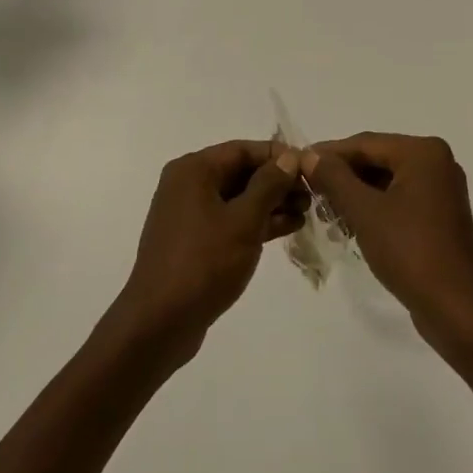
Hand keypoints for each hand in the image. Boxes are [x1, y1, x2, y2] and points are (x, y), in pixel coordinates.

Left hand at [107, 140, 307, 364]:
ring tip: (307, 212)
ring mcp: (190, 214)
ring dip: (271, 203)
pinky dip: (256, 222)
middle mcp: (188, 185)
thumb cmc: (203, 263)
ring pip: (238, 198)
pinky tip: (287, 228)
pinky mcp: (195, 241)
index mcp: (194, 170)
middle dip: (277, 182)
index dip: (278, 156)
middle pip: (241, 172)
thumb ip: (269, 184)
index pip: (243, 149)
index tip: (309, 168)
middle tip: (312, 194)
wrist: (159, 323)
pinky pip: (231, 220)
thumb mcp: (243, 220)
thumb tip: (289, 157)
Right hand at [305, 133, 472, 352]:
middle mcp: (437, 162)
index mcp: (424, 152)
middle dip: (343, 175)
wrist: (455, 308)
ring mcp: (441, 190)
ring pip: (388, 181)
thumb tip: (309, 156)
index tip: (298, 162)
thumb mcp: (365, 211)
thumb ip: (335, 178)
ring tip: (324, 208)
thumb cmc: (409, 250)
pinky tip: (350, 223)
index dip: (330, 153)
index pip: (366, 143)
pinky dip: (375, 207)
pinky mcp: (440, 215)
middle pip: (378, 159)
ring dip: (356, 193)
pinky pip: (400, 199)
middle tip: (309, 187)